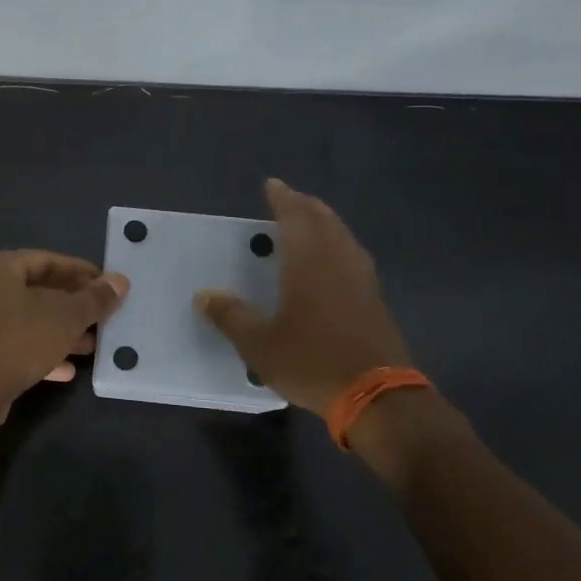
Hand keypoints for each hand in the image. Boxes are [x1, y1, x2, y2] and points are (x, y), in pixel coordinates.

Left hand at [0, 250, 128, 417]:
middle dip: (73, 306)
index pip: (47, 260)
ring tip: (92, 346)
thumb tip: (120, 281)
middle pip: (37, 291)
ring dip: (60, 332)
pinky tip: (68, 370)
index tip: (106, 284)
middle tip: (102, 316)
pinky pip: (15, 345)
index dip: (80, 271)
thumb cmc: (20, 339)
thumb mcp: (66, 317)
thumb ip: (94, 299)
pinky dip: (41, 352)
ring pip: (28, 321)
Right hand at [194, 179, 411, 415]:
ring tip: (311, 222)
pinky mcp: (375, 300)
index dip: (283, 199)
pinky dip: (338, 245)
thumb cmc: (312, 362)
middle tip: (290, 200)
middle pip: (325, 221)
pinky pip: (353, 256)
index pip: (296, 217)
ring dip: (326, 223)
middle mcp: (338, 261)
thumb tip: (204, 295)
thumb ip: (231, 316)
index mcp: (309, 263)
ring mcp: (362, 280)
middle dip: (306, 206)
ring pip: (343, 237)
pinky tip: (334, 261)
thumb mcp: (259, 344)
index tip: (272, 185)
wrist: (377, 396)